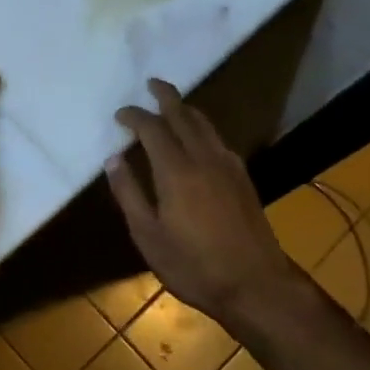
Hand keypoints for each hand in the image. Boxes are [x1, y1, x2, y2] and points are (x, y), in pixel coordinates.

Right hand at [106, 79, 300, 322]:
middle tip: (152, 84)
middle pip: (184, 116)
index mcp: (176, 171)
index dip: (135, 116)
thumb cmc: (192, 265)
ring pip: (206, 126)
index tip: (120, 114)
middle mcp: (205, 159)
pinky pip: (218, 140)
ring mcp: (229, 167)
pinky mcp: (243, 179)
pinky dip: (202, 129)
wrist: (255, 285)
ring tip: (172, 104)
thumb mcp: (147, 235)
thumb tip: (113, 160)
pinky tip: (198, 139)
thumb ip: (129, 194)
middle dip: (167, 97)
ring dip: (187, 110)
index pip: (152, 129)